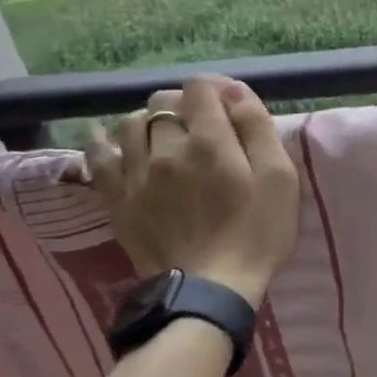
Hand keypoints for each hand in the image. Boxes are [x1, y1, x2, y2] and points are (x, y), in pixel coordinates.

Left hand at [82, 77, 299, 306]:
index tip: (230, 106)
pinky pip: (97, 155)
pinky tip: (109, 140)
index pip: (200, 87)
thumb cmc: (256, 233)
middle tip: (204, 128)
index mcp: (209, 140)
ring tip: (166, 138)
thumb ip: (258, 128)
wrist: (210, 289)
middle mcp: (165, 147)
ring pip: (131, 124)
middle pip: (163, 102)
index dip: (216, 89)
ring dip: (150, 122)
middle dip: (184, 105)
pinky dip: (103, 141)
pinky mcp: (116, 199)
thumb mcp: (279, 178)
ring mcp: (135, 173)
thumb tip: (234, 91)